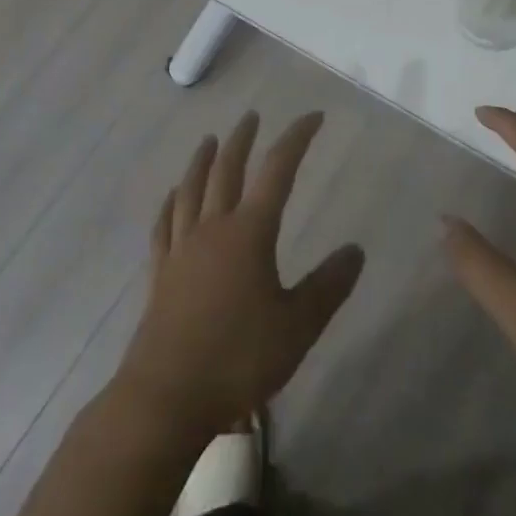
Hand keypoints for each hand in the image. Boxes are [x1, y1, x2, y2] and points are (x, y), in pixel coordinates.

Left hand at [115, 110, 364, 443]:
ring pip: (192, 190)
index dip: (296, 138)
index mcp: (250, 232)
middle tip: (253, 116)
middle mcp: (213, 228)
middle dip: (243, 139)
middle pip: (227, 170)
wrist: (166, 398)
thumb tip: (355, 250)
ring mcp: (181, 249)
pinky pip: (164, 225)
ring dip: (202, 160)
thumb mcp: (298, 326)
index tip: (313, 117)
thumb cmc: (238, 359)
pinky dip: (171, 203)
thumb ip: (328, 286)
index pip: (278, 170)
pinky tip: (172, 196)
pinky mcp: (160, 274)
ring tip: (209, 140)